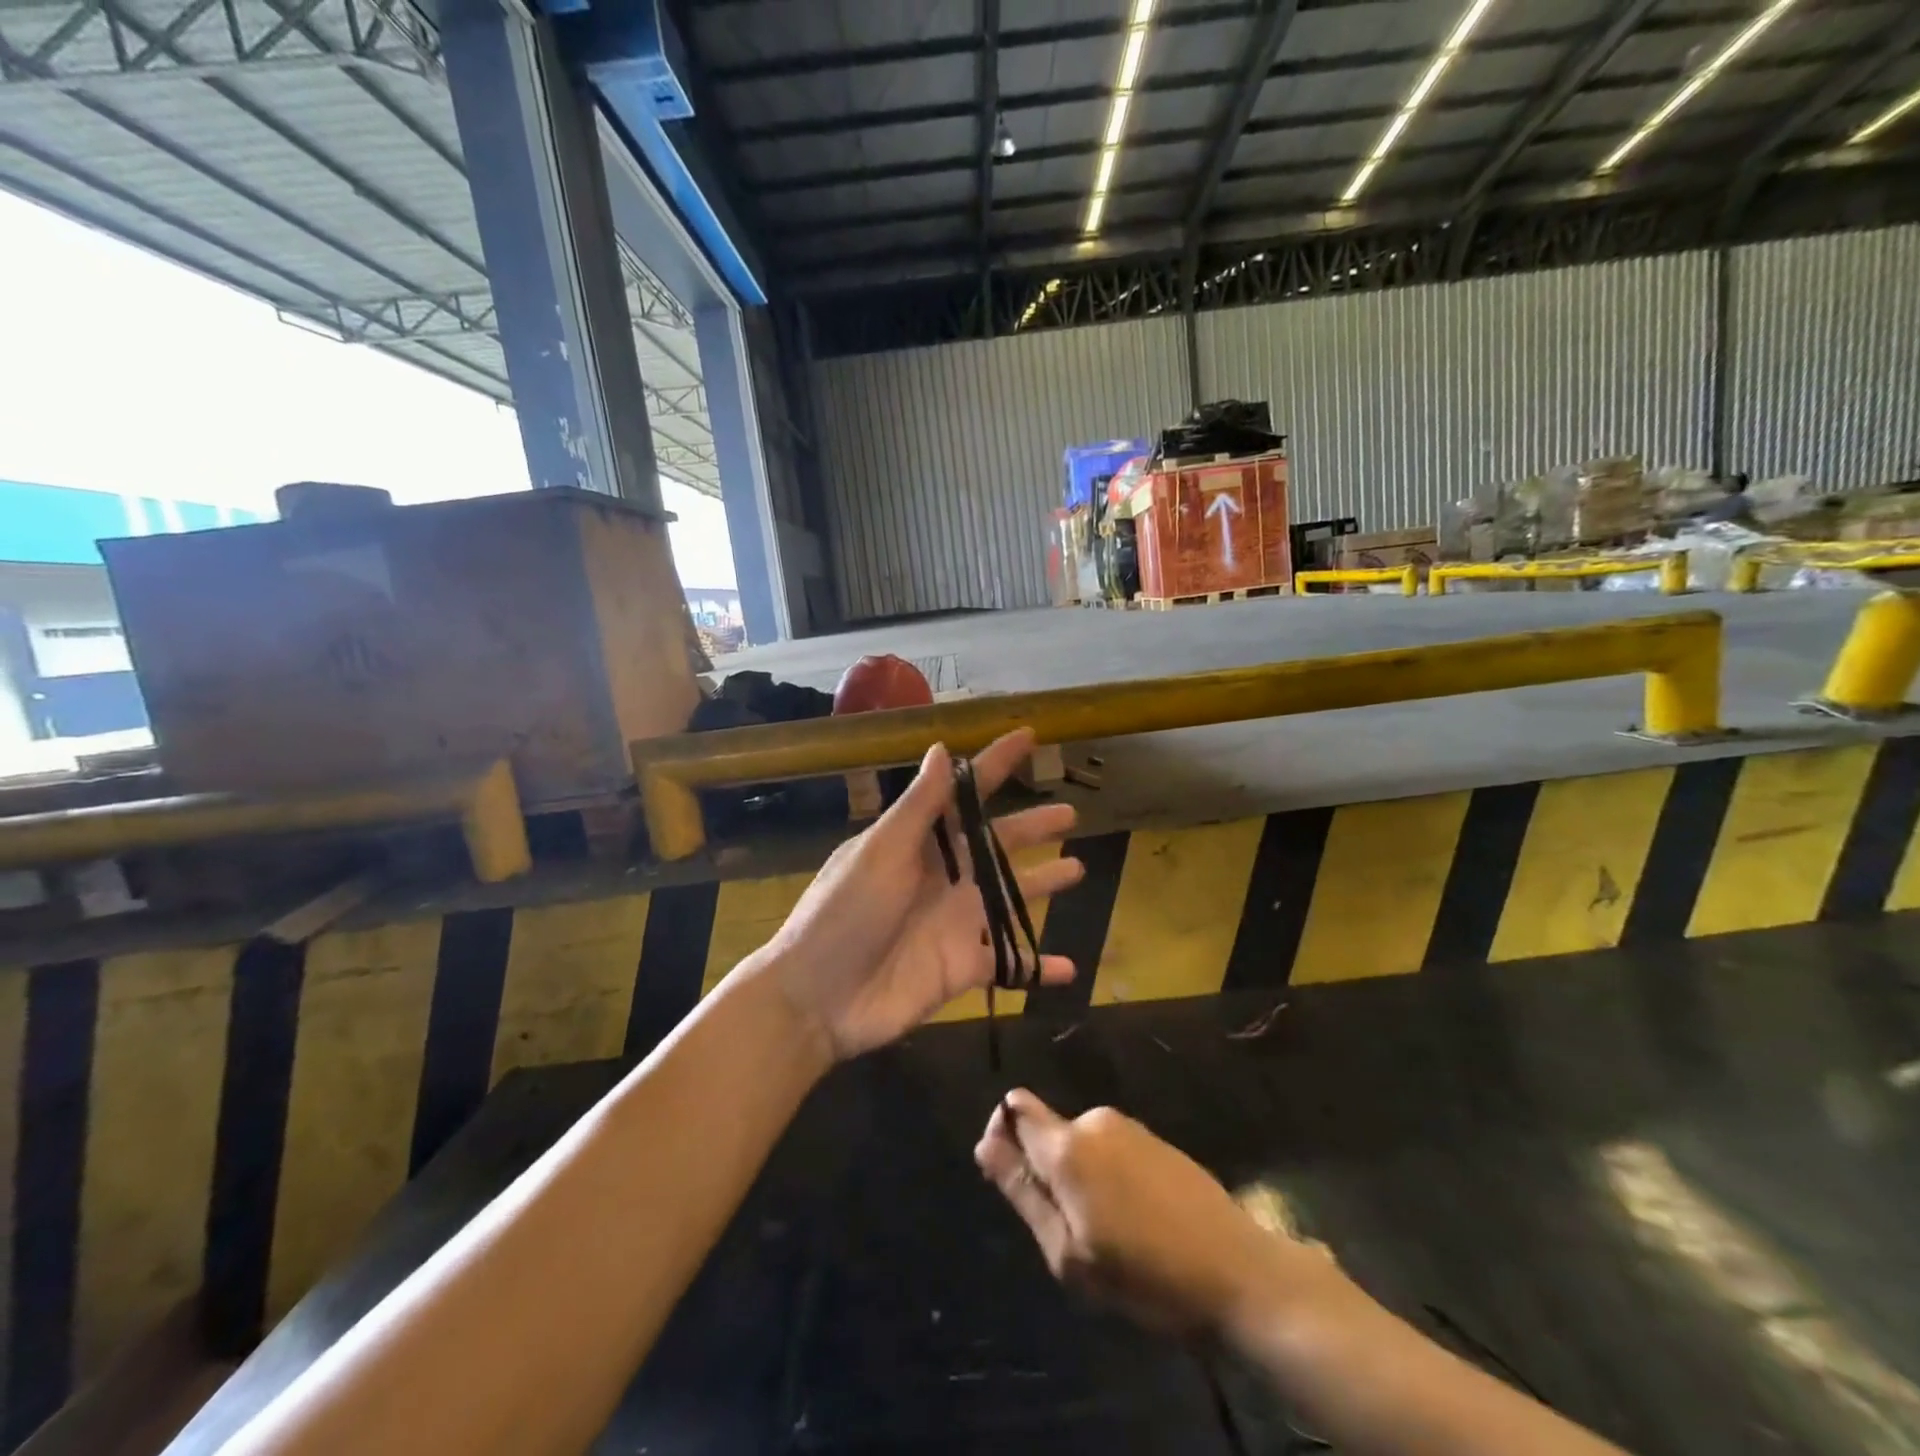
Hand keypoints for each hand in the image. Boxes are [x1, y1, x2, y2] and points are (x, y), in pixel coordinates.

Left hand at [752, 729, 1083, 1061]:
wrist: (818, 998)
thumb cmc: (845, 914)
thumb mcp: (880, 852)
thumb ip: (918, 806)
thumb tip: (942, 747)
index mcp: (920, 843)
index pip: (966, 795)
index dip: (995, 765)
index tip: (1028, 736)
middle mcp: (944, 876)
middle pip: (998, 845)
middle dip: (1032, 828)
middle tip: (1071, 814)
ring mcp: (957, 922)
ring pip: (1011, 898)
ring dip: (1042, 884)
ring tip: (1077, 868)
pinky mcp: (964, 966)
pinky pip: (1011, 964)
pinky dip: (1038, 967)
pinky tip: (1071, 968)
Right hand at [975, 1090, 1336, 1336]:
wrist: (1238, 1272)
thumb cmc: (1145, 1275)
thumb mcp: (1069, 1253)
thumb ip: (1023, 1193)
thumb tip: (985, 1144)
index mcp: (1067, 1144)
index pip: (1014, 1109)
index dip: (1003, 1136)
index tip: (1013, 1181)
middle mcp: (1094, 1120)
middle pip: (1048, 1131)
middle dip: (1045, 1170)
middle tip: (1069, 1232)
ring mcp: (1129, 1127)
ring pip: (1080, 1144)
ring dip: (1079, 1177)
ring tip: (1107, 1235)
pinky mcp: (1156, 1140)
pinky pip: (1110, 1149)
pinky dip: (1107, 1176)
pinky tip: (1134, 1222)